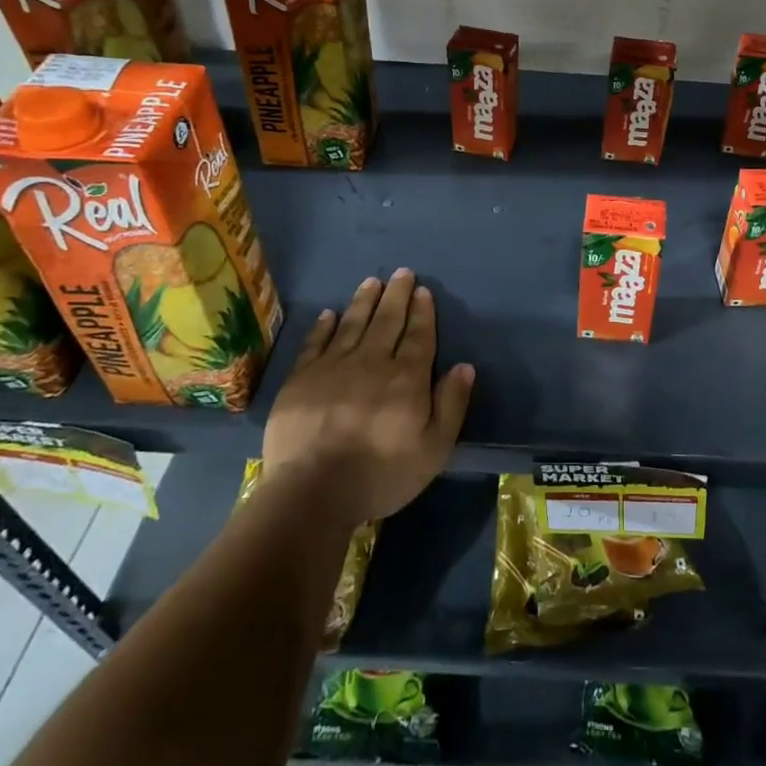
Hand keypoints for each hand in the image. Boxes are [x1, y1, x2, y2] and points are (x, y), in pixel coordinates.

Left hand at [261, 269, 475, 523]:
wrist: (312, 492)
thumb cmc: (381, 475)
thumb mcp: (434, 449)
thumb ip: (451, 405)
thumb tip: (464, 366)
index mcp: (407, 378)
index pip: (419, 336)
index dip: (422, 312)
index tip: (423, 291)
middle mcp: (372, 363)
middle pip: (387, 321)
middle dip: (397, 295)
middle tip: (402, 272)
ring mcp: (332, 368)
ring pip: (352, 324)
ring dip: (364, 301)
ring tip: (372, 281)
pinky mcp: (301, 379)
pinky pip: (315, 343)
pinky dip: (324, 326)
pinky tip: (329, 314)